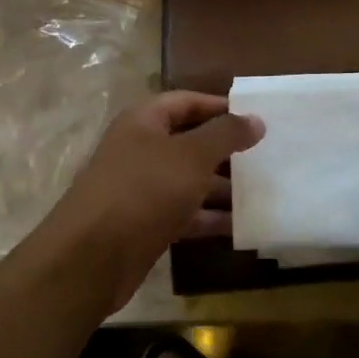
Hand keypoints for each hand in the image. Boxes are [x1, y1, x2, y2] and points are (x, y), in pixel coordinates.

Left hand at [37, 92, 263, 310]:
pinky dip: (209, 218)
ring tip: (262, 193)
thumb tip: (256, 119)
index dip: (220, 106)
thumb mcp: (191, 156)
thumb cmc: (144, 190)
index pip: (186, 101)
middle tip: (266, 157)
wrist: (92, 256)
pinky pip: (184, 214)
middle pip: (189, 142)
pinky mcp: (144, 224)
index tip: (256, 118)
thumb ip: (226, 135)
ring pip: (188, 181)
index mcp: (143, 122)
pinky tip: (241, 227)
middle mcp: (139, 150)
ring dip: (222, 188)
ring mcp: (140, 189)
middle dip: (225, 150)